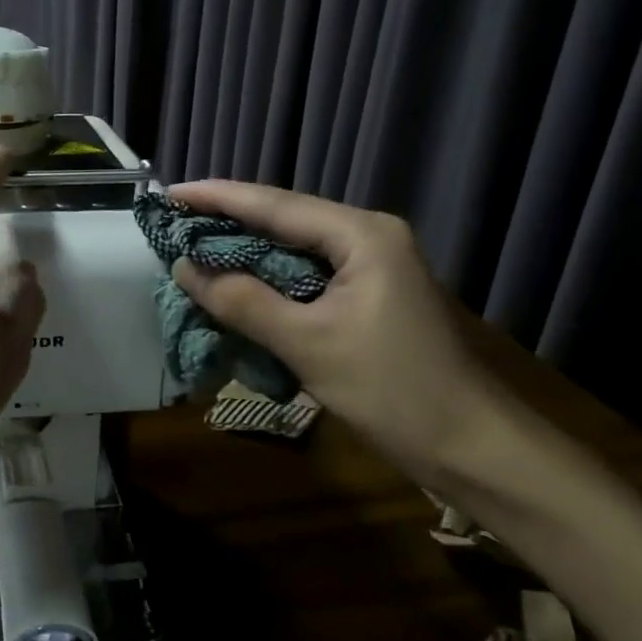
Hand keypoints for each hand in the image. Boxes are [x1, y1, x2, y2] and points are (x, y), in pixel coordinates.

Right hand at [168, 181, 500, 478]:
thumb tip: (185, 268)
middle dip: (226, 222)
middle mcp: (367, 238)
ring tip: (191, 249)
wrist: (472, 447)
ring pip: (292, 250)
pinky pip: (304, 277)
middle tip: (172, 224)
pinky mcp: (367, 297)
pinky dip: (266, 281)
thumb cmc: (394, 390)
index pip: (274, 205)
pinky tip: (234, 286)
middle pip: (283, 220)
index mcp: (361, 235)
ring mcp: (370, 268)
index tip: (169, 193)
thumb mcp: (308, 344)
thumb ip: (243, 301)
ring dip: (244, 253)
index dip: (217, 197)